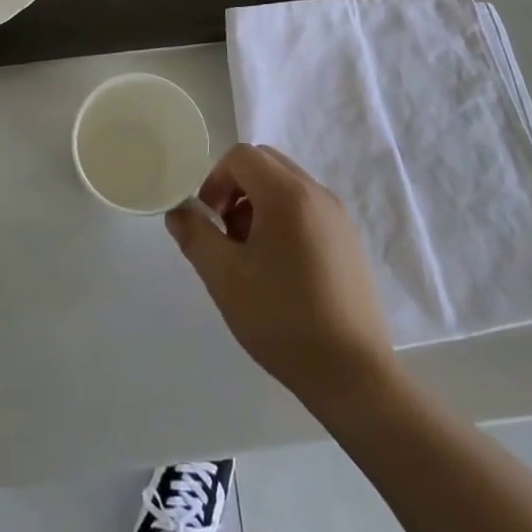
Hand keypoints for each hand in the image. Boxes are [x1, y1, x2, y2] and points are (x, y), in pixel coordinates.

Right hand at [167, 144, 393, 405]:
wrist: (352, 375)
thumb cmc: (282, 319)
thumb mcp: (224, 278)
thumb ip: (195, 235)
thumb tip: (178, 210)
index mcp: (287, 194)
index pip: (242, 156)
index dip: (216, 179)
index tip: (209, 220)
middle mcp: (317, 193)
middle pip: (266, 164)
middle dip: (236, 189)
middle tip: (227, 235)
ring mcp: (338, 217)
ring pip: (287, 186)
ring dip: (259, 205)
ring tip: (251, 257)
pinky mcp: (349, 241)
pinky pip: (307, 208)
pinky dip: (284, 219)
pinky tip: (280, 270)